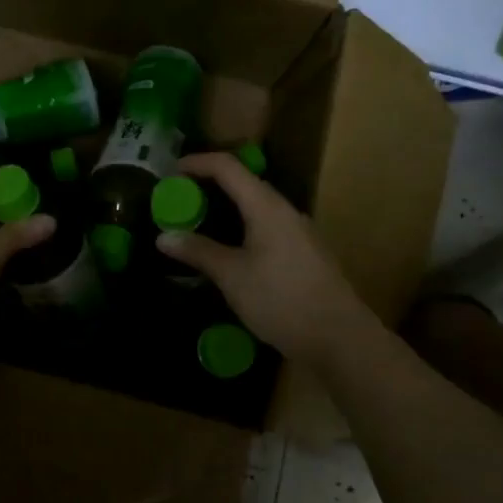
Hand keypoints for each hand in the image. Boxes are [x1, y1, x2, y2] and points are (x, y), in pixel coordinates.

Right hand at [154, 153, 374, 365]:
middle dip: (208, 185)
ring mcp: (298, 233)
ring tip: (197, 223)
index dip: (196, 163)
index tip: (169, 172)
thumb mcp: (232, 276)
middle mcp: (285, 211)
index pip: (227, 167)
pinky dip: (240, 228)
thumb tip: (163, 237)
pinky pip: (265, 227)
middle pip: (243, 183)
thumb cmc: (282, 299)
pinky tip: (228, 250)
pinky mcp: (303, 254)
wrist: (339, 338)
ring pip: (255, 207)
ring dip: (225, 208)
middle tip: (178, 200)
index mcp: (267, 207)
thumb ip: (198, 252)